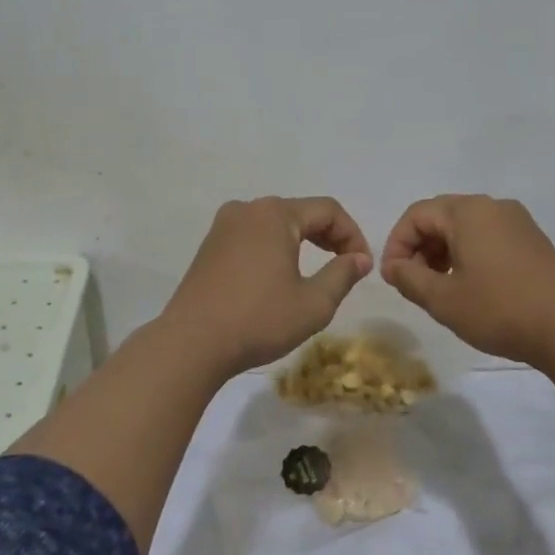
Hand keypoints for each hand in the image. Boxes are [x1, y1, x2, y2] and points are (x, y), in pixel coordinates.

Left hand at [162, 197, 373, 378]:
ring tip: (317, 271)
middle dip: (329, 236)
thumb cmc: (259, 320)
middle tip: (346, 266)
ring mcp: (223, 227)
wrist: (191, 344)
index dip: (353, 234)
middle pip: (301, 212)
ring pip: (275, 224)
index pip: (328, 210)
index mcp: (275, 214)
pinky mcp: (209, 247)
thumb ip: (342, 274)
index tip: (363, 265)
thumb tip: (360, 258)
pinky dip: (275, 249)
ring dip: (302, 242)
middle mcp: (247, 209)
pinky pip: (253, 237)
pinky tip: (280, 277)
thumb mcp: (314, 303)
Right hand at [380, 195, 554, 366]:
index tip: (393, 278)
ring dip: (443, 252)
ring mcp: (517, 221)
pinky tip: (470, 286)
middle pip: (441, 216)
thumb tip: (394, 266)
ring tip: (440, 287)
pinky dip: (469, 254)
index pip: (417, 215)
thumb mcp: (443, 299)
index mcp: (468, 211)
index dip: (397, 244)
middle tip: (413, 283)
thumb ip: (409, 278)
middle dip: (420, 247)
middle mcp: (493, 206)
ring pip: (465, 227)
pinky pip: (488, 236)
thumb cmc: (499, 309)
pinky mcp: (532, 240)